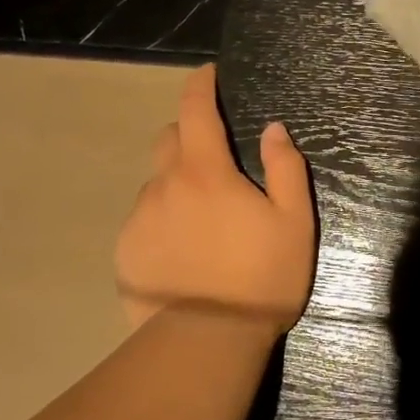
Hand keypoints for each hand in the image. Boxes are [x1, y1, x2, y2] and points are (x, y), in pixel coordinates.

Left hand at [115, 64, 315, 334]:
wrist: (205, 344)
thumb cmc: (260, 278)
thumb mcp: (294, 222)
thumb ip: (285, 169)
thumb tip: (273, 129)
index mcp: (205, 172)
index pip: (196, 109)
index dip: (201, 84)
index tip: (209, 74)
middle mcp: (164, 186)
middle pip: (169, 139)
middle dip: (189, 134)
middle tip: (215, 158)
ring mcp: (139, 220)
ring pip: (156, 183)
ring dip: (176, 183)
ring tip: (202, 218)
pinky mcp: (125, 253)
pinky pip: (144, 220)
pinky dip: (162, 219)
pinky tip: (183, 250)